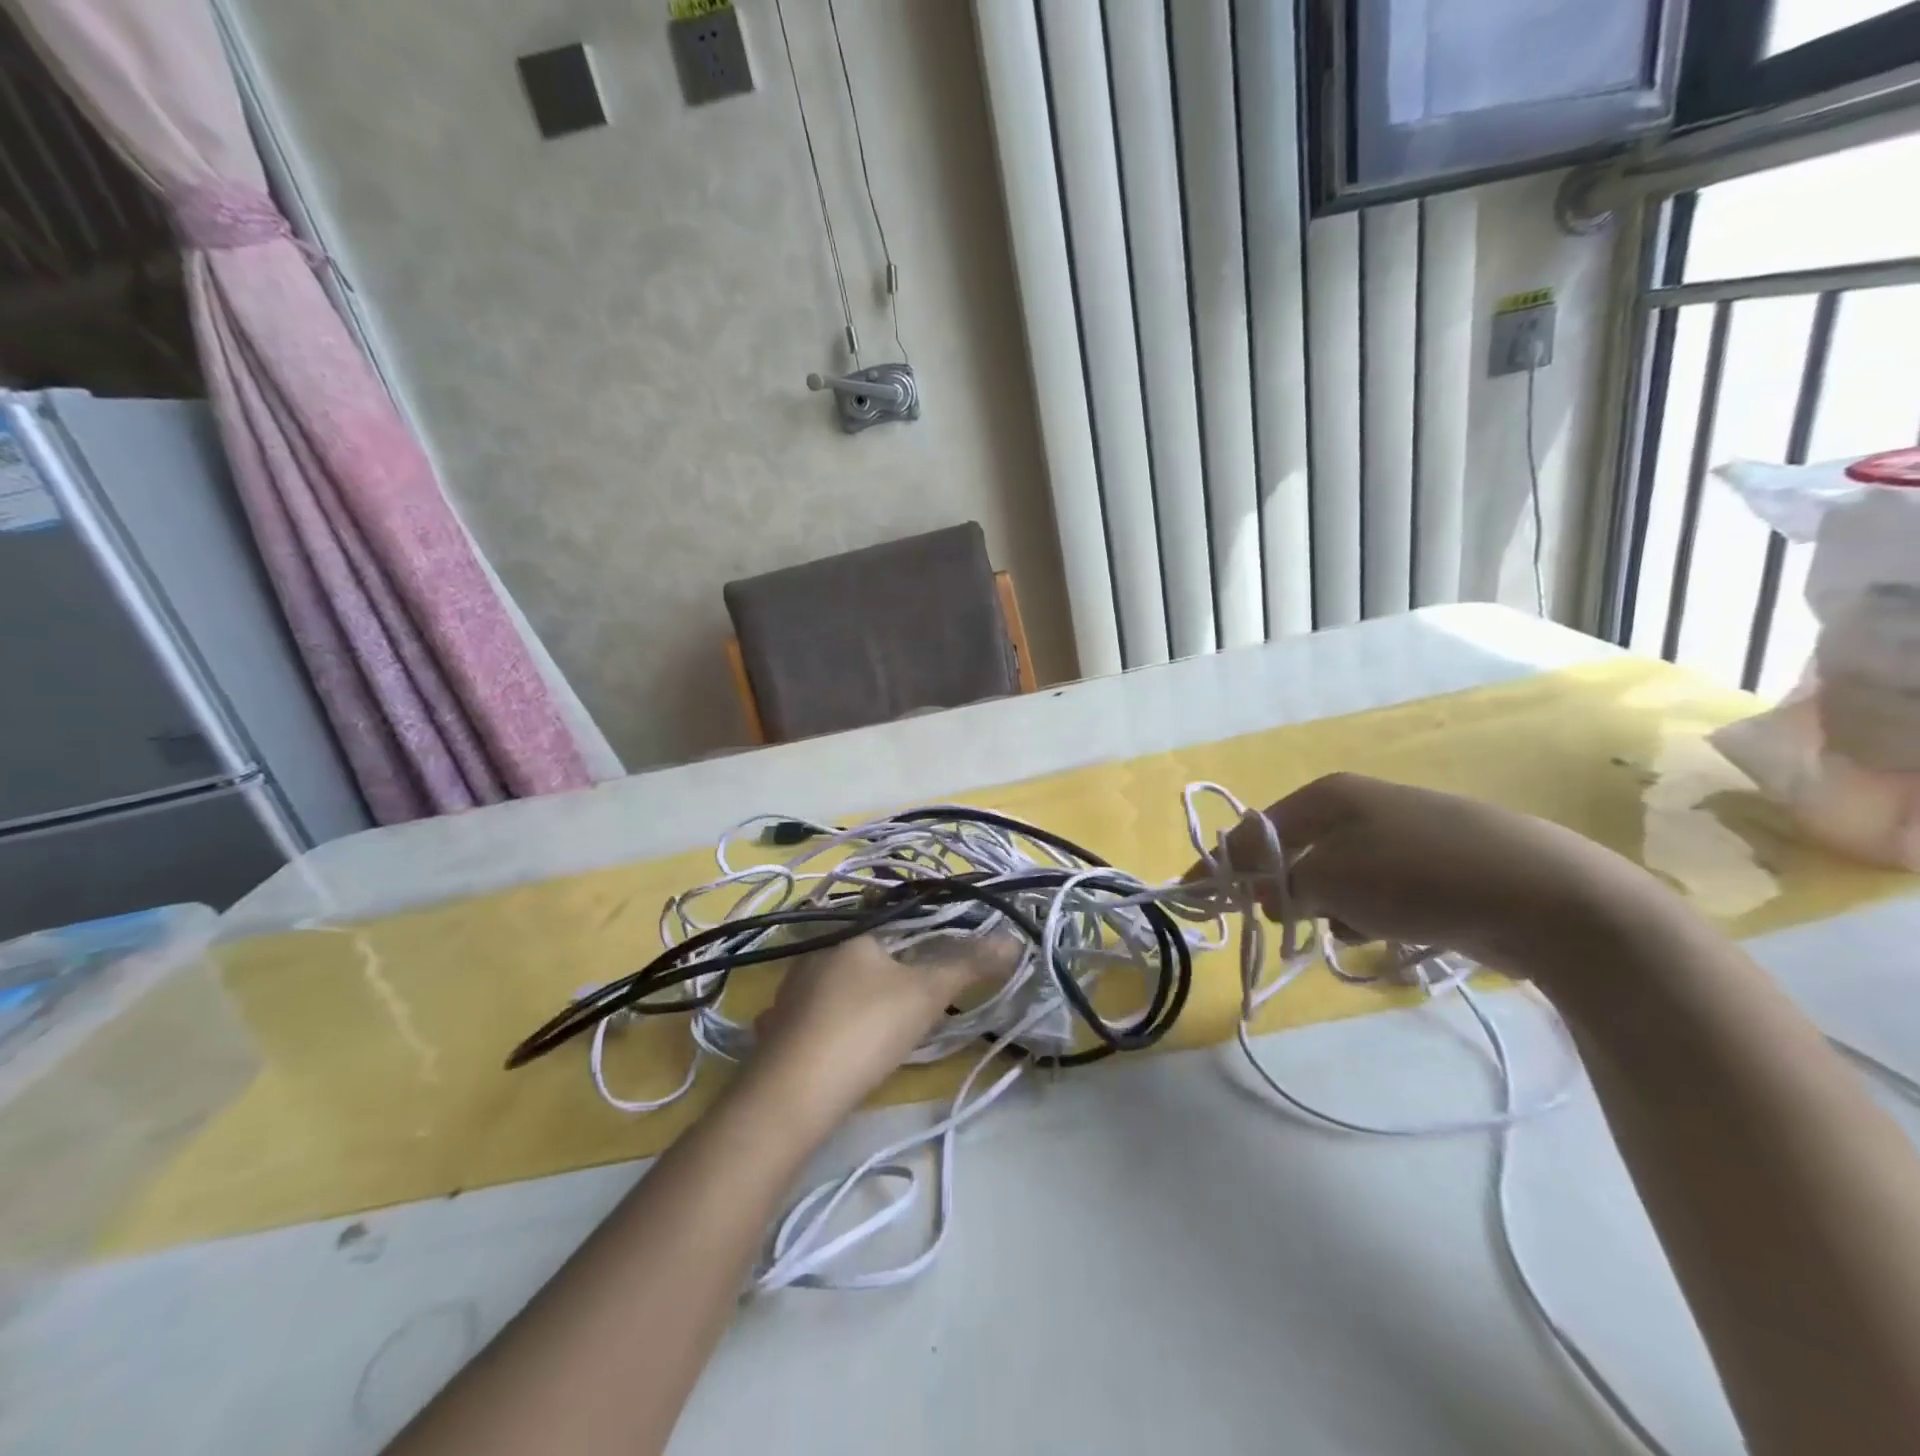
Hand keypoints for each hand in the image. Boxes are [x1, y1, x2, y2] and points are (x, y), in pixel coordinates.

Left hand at [744, 932, 1015, 1122]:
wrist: (792, 1096)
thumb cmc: (866, 1029)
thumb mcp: (926, 995)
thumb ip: (968, 966)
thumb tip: (1012, 939)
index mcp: (849, 937)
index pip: (886, 921)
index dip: (912, 939)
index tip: (932, 964)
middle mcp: (813, 956)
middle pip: (858, 955)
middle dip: (882, 973)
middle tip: (911, 1001)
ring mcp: (786, 994)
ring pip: (829, 987)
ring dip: (851, 1001)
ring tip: (877, 1027)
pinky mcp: (773, 1032)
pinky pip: (806, 1020)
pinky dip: (823, 1029)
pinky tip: (835, 1049)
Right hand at [1191, 773, 1675, 976]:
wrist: (1548, 897)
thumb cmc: (1420, 877)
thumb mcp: (1332, 881)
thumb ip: (1282, 886)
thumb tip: (1259, 893)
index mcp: (1329, 796)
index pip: (1256, 829)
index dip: (1225, 863)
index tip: (1198, 895)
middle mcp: (1362, 807)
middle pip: (1296, 853)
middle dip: (1286, 891)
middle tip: (1286, 922)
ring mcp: (1403, 835)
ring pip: (1337, 878)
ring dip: (1332, 909)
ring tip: (1356, 930)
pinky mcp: (1437, 868)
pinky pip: (1378, 892)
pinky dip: (1371, 915)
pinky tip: (1392, 933)